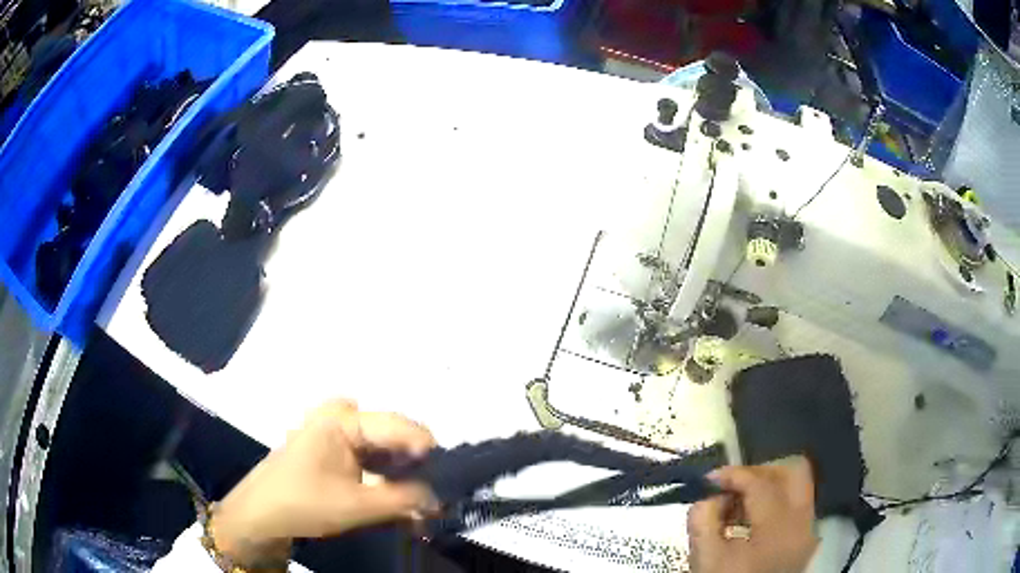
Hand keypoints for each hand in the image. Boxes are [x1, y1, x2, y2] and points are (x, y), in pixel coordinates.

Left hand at [212, 400, 438, 566]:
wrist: (261, 513)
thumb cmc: (304, 503)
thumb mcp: (358, 506)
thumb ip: (403, 499)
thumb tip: (439, 497)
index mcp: (343, 418)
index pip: (400, 426)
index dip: (428, 453)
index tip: (448, 481)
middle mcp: (339, 413)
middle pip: (392, 433)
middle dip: (414, 463)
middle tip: (430, 491)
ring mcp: (332, 427)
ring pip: (381, 443)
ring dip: (399, 470)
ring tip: (414, 498)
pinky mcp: (329, 444)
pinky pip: (367, 451)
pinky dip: (383, 471)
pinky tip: (391, 492)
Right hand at [687, 456, 818, 572]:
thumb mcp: (705, 558)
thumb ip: (703, 519)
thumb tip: (712, 496)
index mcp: (779, 529)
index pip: (761, 483)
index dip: (733, 474)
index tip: (710, 479)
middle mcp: (803, 523)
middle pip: (794, 471)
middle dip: (760, 471)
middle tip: (734, 486)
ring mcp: (808, 531)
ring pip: (797, 487)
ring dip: (767, 487)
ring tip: (737, 507)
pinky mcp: (806, 539)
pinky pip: (796, 505)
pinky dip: (774, 503)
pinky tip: (749, 522)